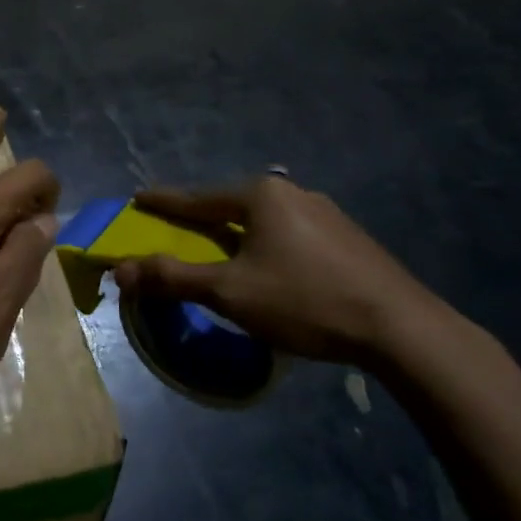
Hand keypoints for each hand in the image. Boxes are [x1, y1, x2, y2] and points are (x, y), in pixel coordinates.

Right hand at [113, 176, 448, 363]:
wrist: (400, 328)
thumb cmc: (304, 300)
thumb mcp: (229, 292)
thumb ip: (173, 278)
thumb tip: (120, 270)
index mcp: (260, 195)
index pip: (196, 198)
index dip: (163, 202)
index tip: (138, 198)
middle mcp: (292, 193)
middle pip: (230, 205)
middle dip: (200, 218)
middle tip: (176, 228)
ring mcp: (325, 213)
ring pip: (262, 220)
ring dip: (235, 233)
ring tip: (220, 249)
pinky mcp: (347, 238)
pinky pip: (289, 233)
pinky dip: (265, 245)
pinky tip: (269, 266)